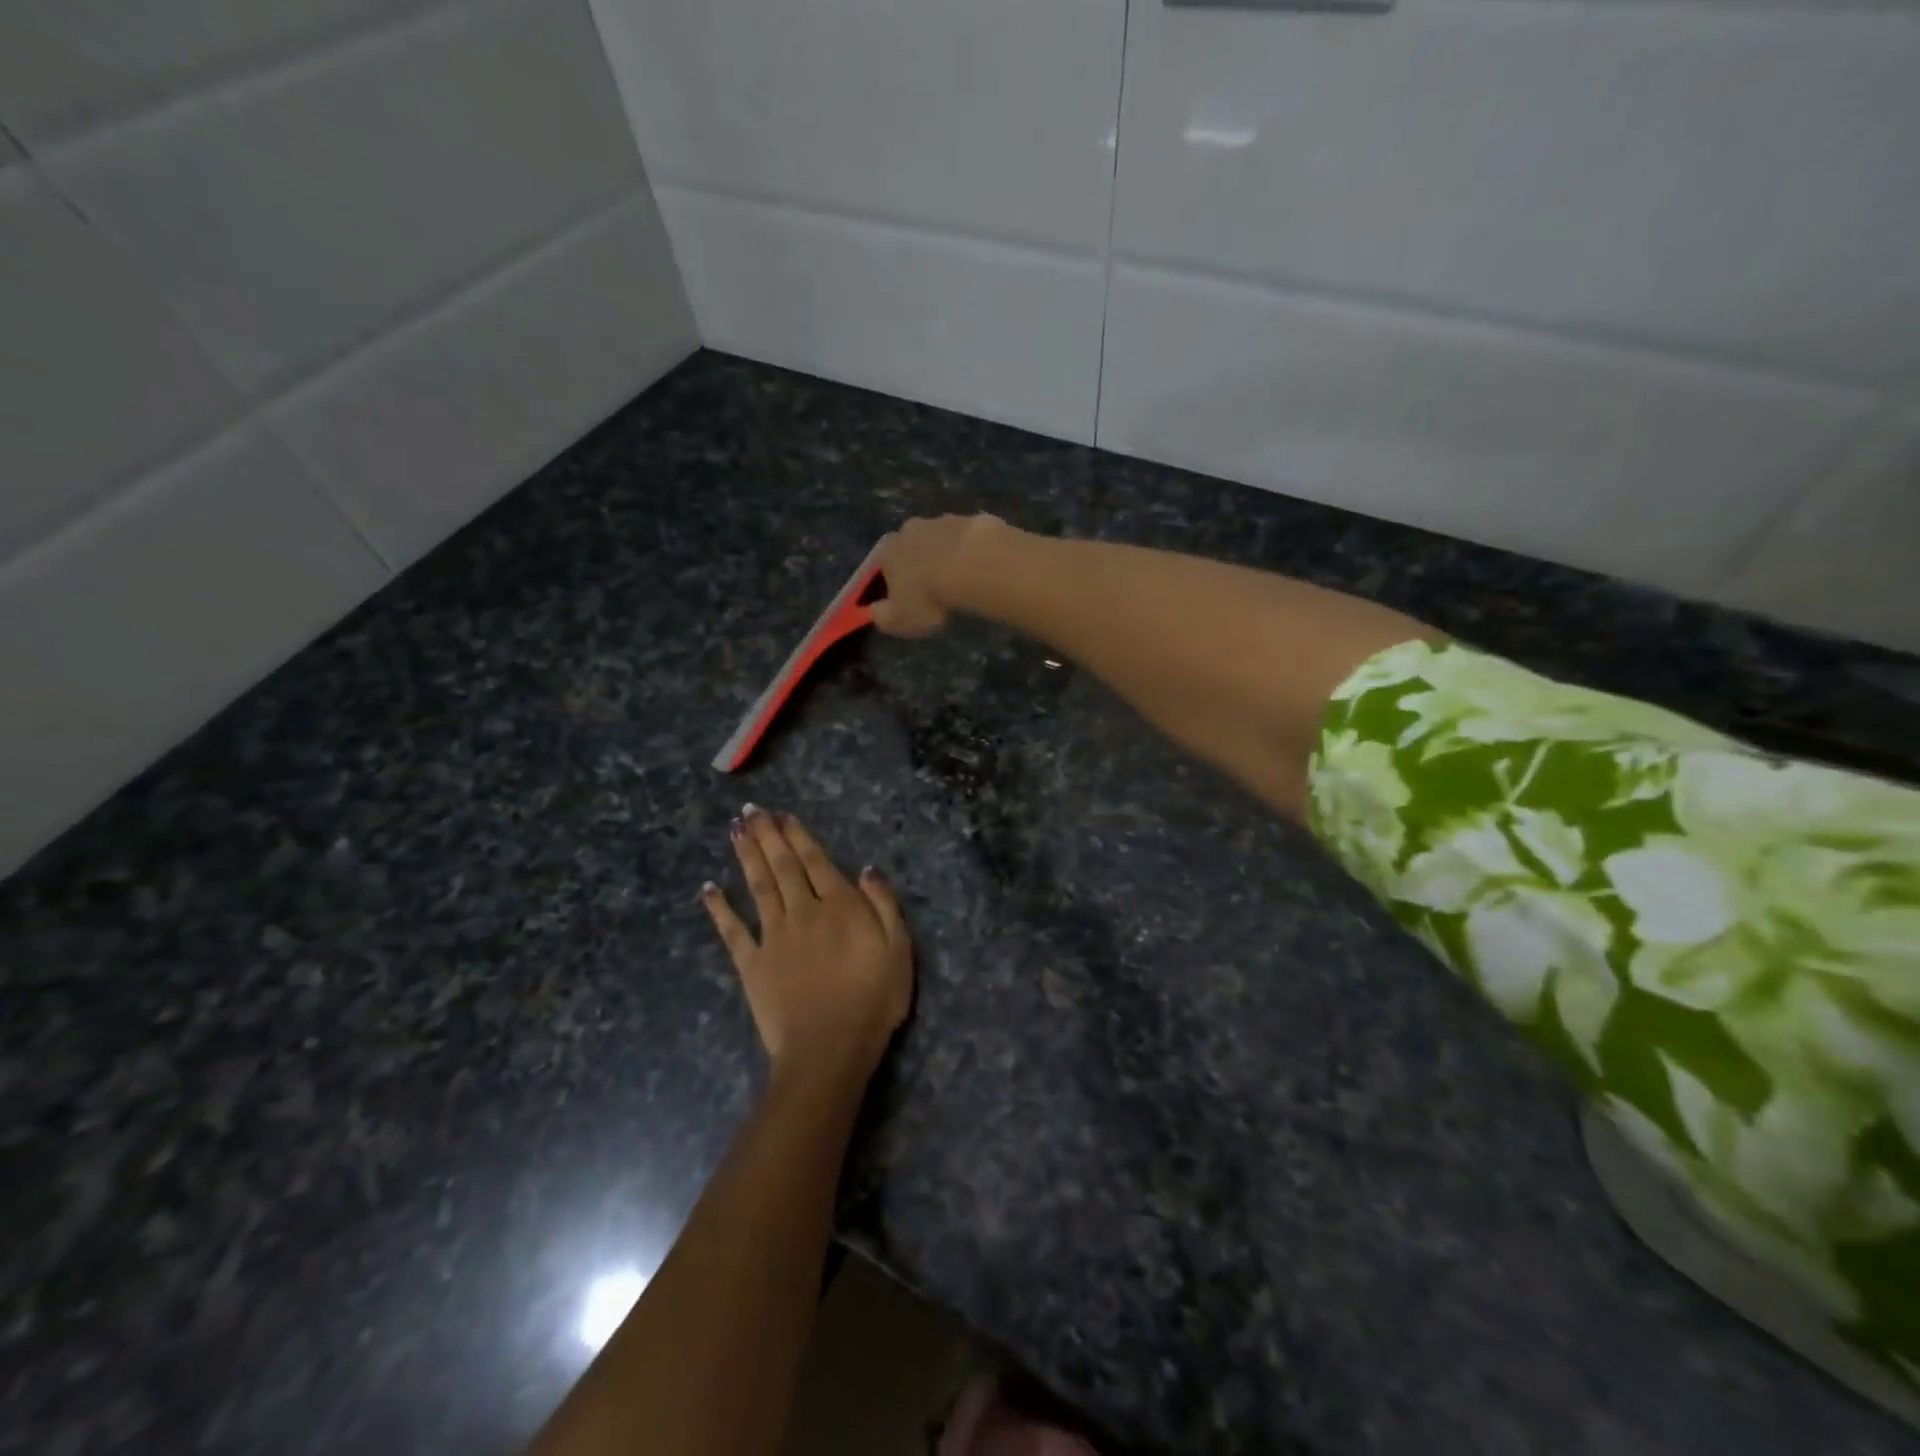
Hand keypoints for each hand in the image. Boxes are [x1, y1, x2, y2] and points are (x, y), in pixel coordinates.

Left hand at [702, 807, 913, 1081]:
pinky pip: (732, 930)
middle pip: (783, 866)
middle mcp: (803, 911)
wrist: (828, 1049)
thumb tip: (867, 869)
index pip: (816, 861)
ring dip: (746, 856)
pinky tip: (708, 888)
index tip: (782, 815)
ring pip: (758, 886)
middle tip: (751, 810)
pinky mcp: (752, 964)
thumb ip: (883, 905)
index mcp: (839, 906)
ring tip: (735, 830)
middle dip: (767, 835)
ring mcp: (773, 936)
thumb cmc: (873, 1000)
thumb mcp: (899, 949)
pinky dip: (719, 908)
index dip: (798, 836)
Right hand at [869, 513, 1003, 637]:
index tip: (902, 598)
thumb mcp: (899, 620)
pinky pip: (969, 539)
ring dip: (946, 555)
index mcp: (888, 551)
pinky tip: (981, 569)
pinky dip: (971, 552)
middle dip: (918, 564)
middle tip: (933, 588)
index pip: (881, 565)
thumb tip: (875, 611)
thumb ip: (882, 616)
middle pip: (910, 547)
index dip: (890, 581)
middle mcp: (911, 529)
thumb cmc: (929, 598)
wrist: (976, 567)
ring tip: (960, 580)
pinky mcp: (974, 519)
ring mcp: (944, 520)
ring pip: (940, 539)